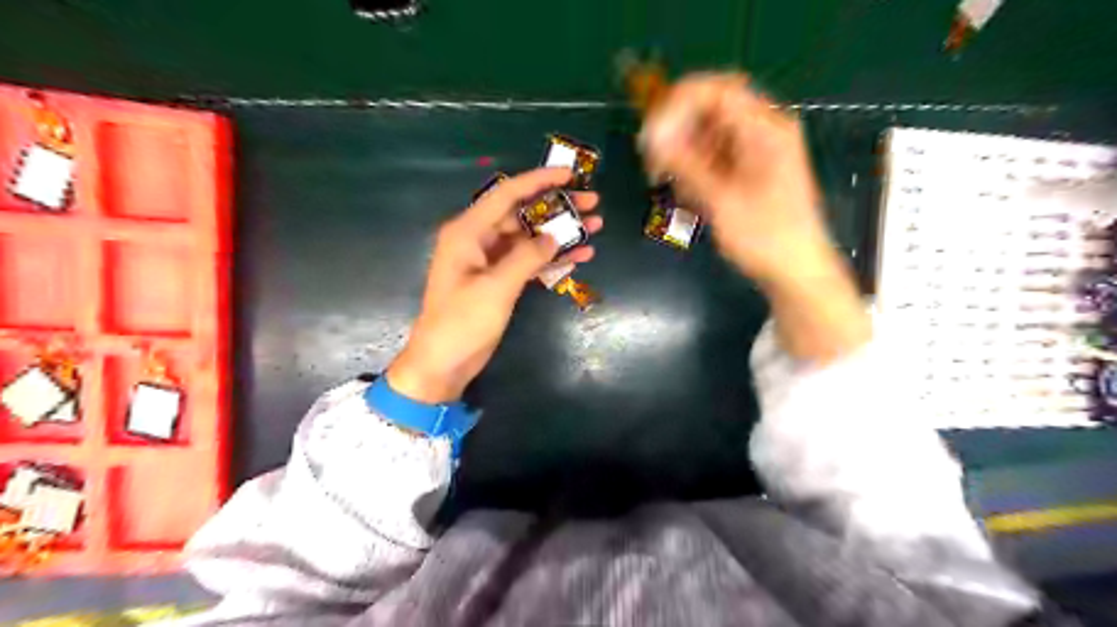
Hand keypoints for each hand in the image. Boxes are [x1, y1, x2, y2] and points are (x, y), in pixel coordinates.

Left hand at [386, 167, 601, 401]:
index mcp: (468, 232)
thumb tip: (554, 236)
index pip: (507, 194)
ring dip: (560, 233)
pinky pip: (528, 260)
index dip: (539, 180)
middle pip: (522, 213)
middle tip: (593, 204)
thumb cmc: (462, 323)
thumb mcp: (496, 288)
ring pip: (529, 237)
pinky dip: (551, 258)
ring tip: (595, 228)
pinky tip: (579, 257)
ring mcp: (489, 260)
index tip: (571, 174)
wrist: (443, 362)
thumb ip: (526, 257)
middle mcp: (478, 239)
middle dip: (557, 207)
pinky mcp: (498, 279)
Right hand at [641, 73, 833, 288]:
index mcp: (766, 129)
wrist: (796, 270)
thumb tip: (652, 136)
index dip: (677, 104)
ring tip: (668, 183)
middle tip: (653, 161)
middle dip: (677, 131)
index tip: (650, 133)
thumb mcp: (721, 201)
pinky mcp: (751, 168)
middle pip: (710, 109)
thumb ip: (686, 164)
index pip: (716, 91)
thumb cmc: (764, 237)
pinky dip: (696, 169)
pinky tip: (689, 195)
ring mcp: (758, 150)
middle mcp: (764, 130)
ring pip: (709, 134)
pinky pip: (716, 155)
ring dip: (684, 153)